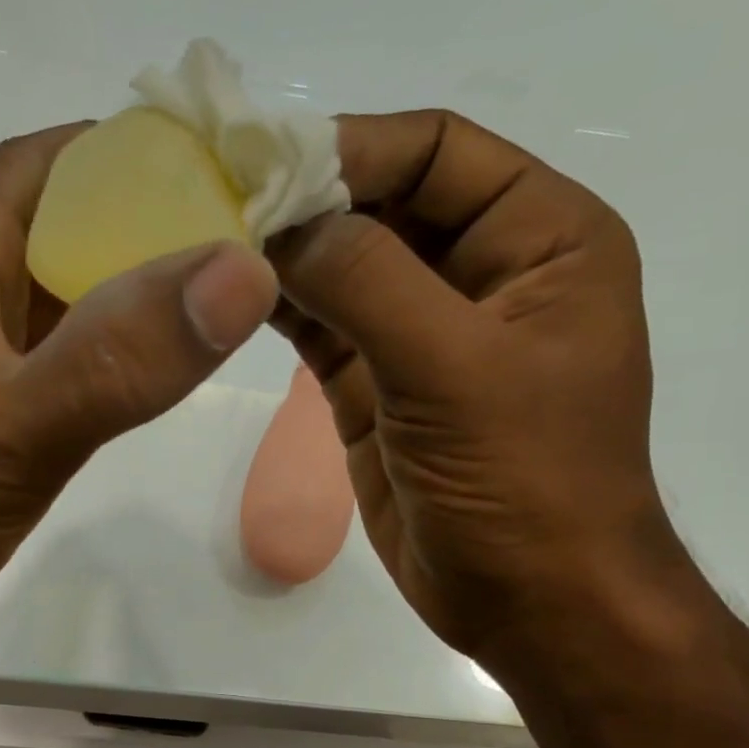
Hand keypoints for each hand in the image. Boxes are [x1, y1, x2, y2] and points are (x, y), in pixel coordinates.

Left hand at [0, 125, 278, 641]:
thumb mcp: (14, 428)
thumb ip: (119, 358)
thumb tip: (242, 271)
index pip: (60, 160)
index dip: (144, 153)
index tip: (233, 176)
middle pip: (73, 218)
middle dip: (158, 220)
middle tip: (251, 245)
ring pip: (71, 286)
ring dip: (138, 285)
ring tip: (223, 297)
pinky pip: (63, 346)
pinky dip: (113, 343)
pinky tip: (156, 364)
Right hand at [270, 110, 691, 658]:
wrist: (529, 600)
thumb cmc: (524, 480)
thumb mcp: (456, 369)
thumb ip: (370, 284)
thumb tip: (284, 224)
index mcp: (540, 239)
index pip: (438, 153)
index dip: (353, 148)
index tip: (262, 158)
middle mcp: (481, 273)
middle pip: (383, 207)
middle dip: (307, 201)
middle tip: (216, 199)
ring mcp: (421, 336)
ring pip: (345, 270)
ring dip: (285, 255)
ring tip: (208, 242)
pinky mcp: (377, 389)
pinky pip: (324, 329)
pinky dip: (282, 310)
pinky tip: (231, 296)